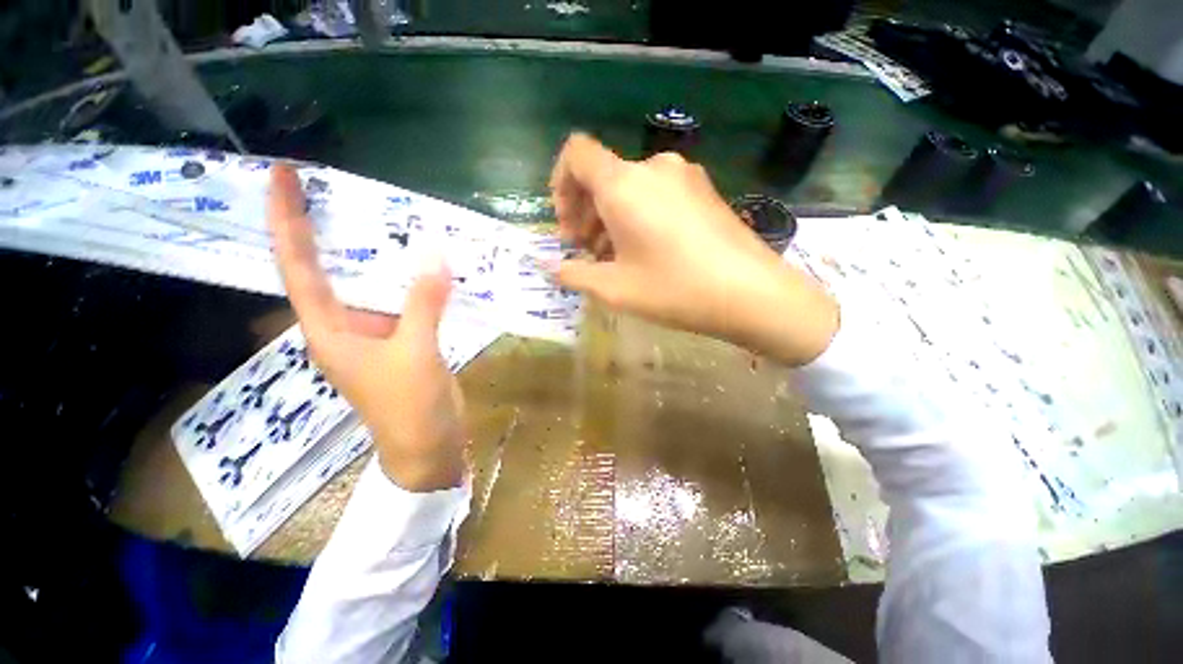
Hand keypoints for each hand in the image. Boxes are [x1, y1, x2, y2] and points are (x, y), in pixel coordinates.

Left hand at [268, 165, 465, 491]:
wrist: (428, 446)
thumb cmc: (408, 408)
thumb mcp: (414, 354)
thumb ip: (423, 304)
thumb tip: (436, 254)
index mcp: (329, 330)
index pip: (298, 266)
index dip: (288, 221)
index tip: (282, 177)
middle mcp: (344, 326)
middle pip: (326, 269)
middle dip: (324, 227)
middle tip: (331, 185)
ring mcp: (376, 333)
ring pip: (370, 284)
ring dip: (375, 253)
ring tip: (384, 215)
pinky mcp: (403, 339)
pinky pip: (403, 300)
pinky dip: (412, 280)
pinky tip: (427, 264)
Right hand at [549, 134, 839, 365]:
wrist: (751, 293)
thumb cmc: (674, 289)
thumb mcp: (615, 289)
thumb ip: (574, 274)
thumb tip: (550, 267)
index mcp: (624, 184)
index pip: (576, 153)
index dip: (560, 183)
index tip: (567, 224)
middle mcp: (652, 167)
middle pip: (602, 174)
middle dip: (585, 211)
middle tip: (586, 251)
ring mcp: (683, 176)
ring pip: (630, 187)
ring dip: (611, 216)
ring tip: (615, 257)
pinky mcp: (703, 189)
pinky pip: (656, 194)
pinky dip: (638, 215)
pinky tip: (646, 250)